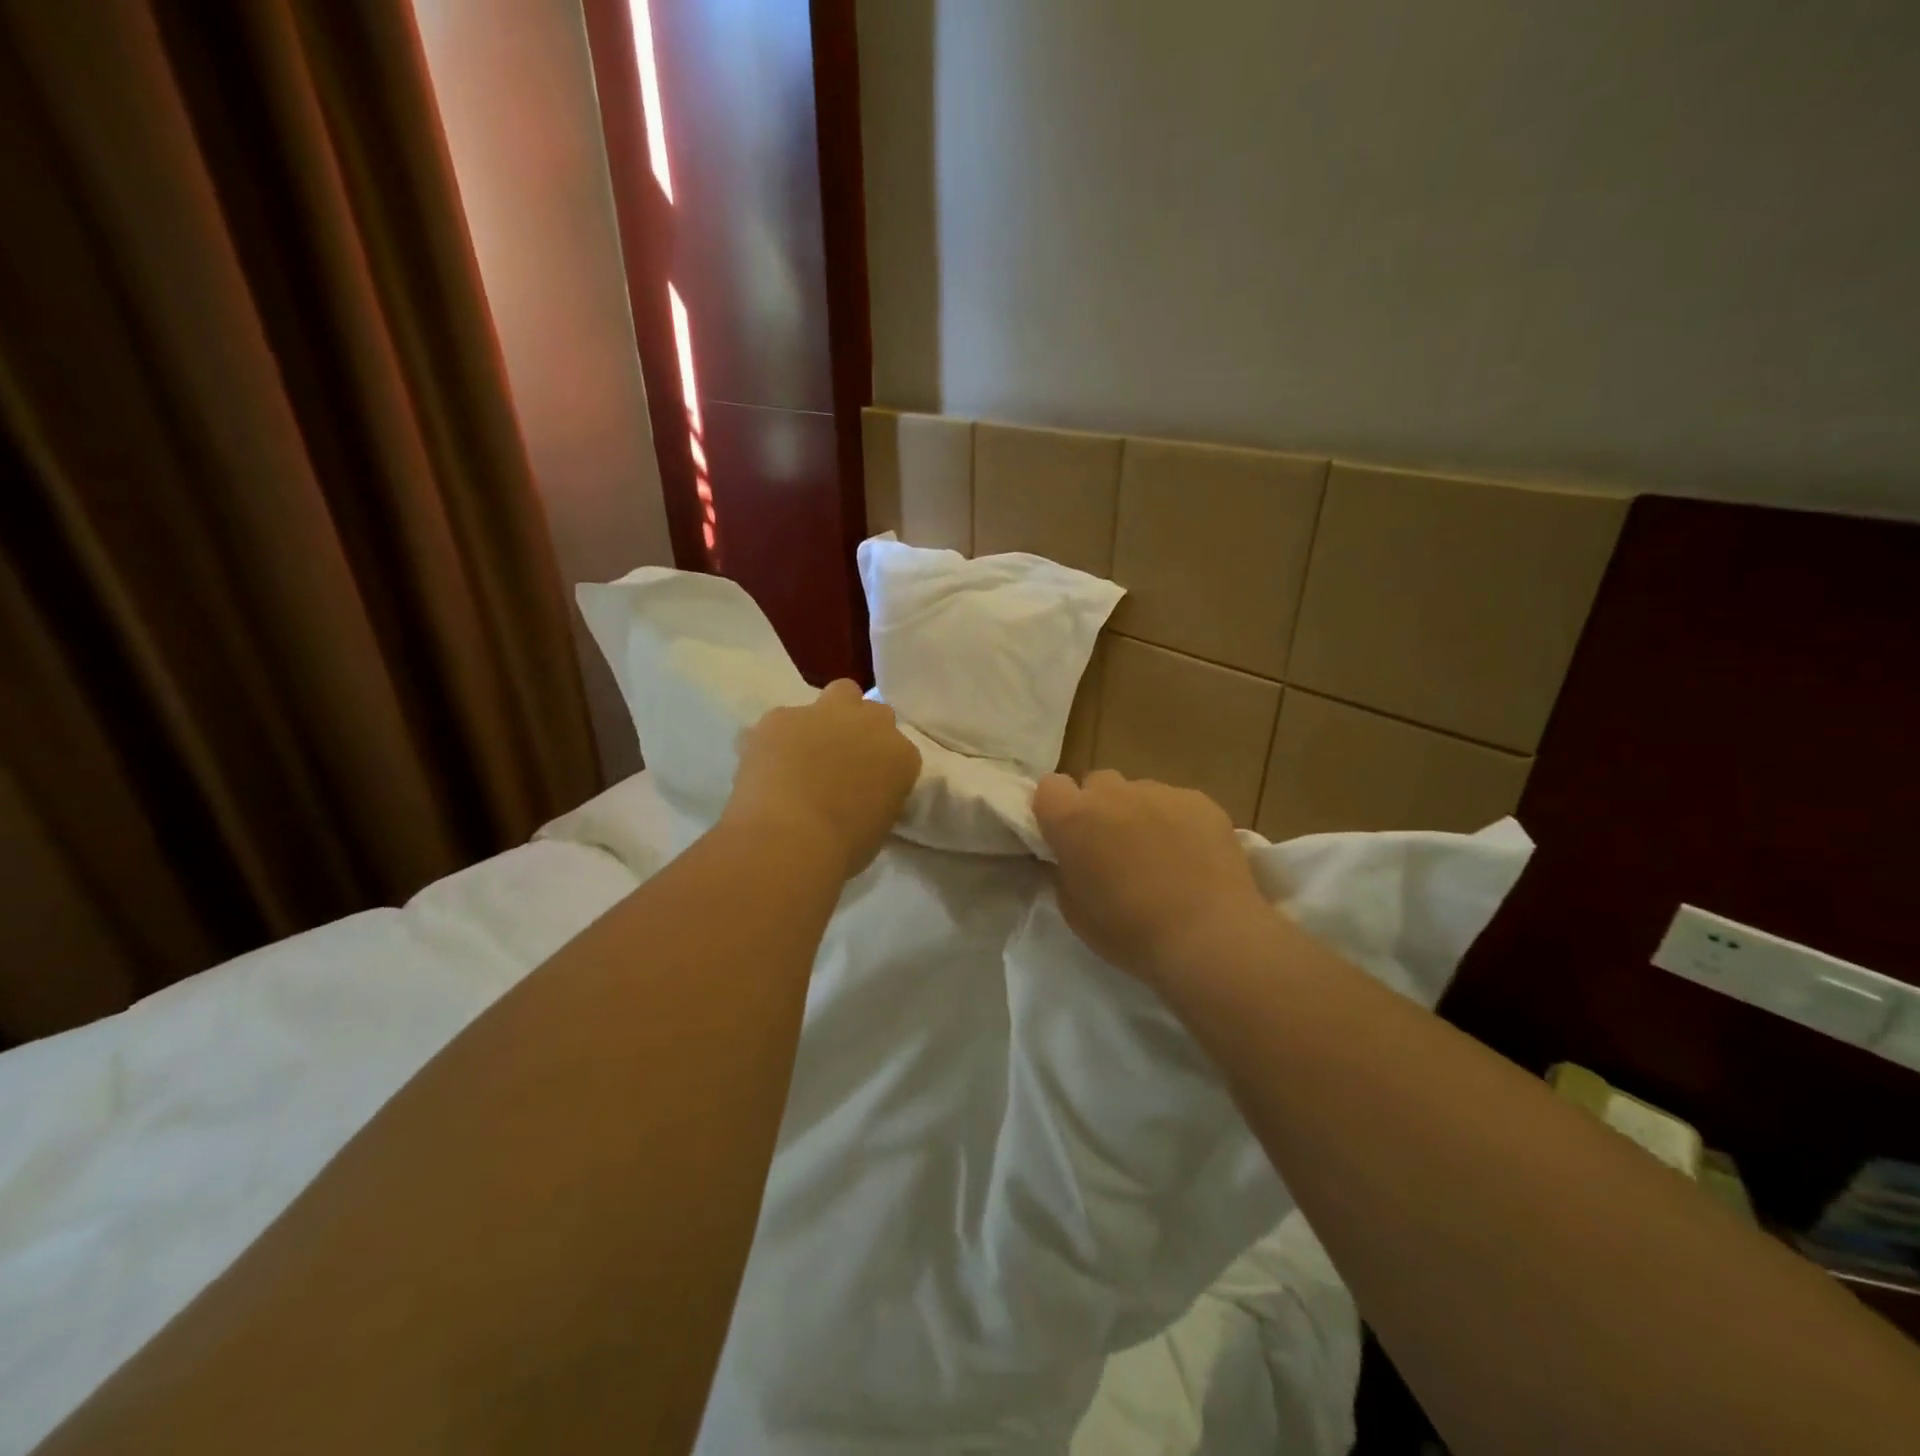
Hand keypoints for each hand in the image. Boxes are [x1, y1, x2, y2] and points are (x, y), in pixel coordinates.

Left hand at [727, 680, 921, 878]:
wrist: (787, 841)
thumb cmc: (841, 849)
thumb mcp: (879, 827)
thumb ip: (878, 797)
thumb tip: (862, 796)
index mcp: (901, 756)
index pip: (899, 751)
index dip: (882, 766)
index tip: (869, 786)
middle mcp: (870, 724)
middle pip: (874, 711)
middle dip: (861, 727)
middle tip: (842, 759)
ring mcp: (825, 713)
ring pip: (837, 695)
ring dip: (827, 718)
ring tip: (803, 753)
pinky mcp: (781, 716)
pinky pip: (783, 720)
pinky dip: (778, 738)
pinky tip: (766, 765)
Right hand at [1033, 769, 1269, 987]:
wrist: (1209, 937)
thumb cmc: (1131, 932)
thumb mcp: (1074, 910)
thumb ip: (1065, 869)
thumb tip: (1071, 855)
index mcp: (1073, 818)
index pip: (1049, 787)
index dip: (1056, 810)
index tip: (1066, 837)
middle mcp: (1113, 794)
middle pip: (1096, 783)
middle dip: (1098, 807)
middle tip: (1112, 847)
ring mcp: (1160, 793)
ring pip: (1138, 793)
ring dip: (1138, 815)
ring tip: (1159, 856)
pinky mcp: (1200, 801)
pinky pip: (1177, 803)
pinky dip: (1177, 823)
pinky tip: (1192, 858)